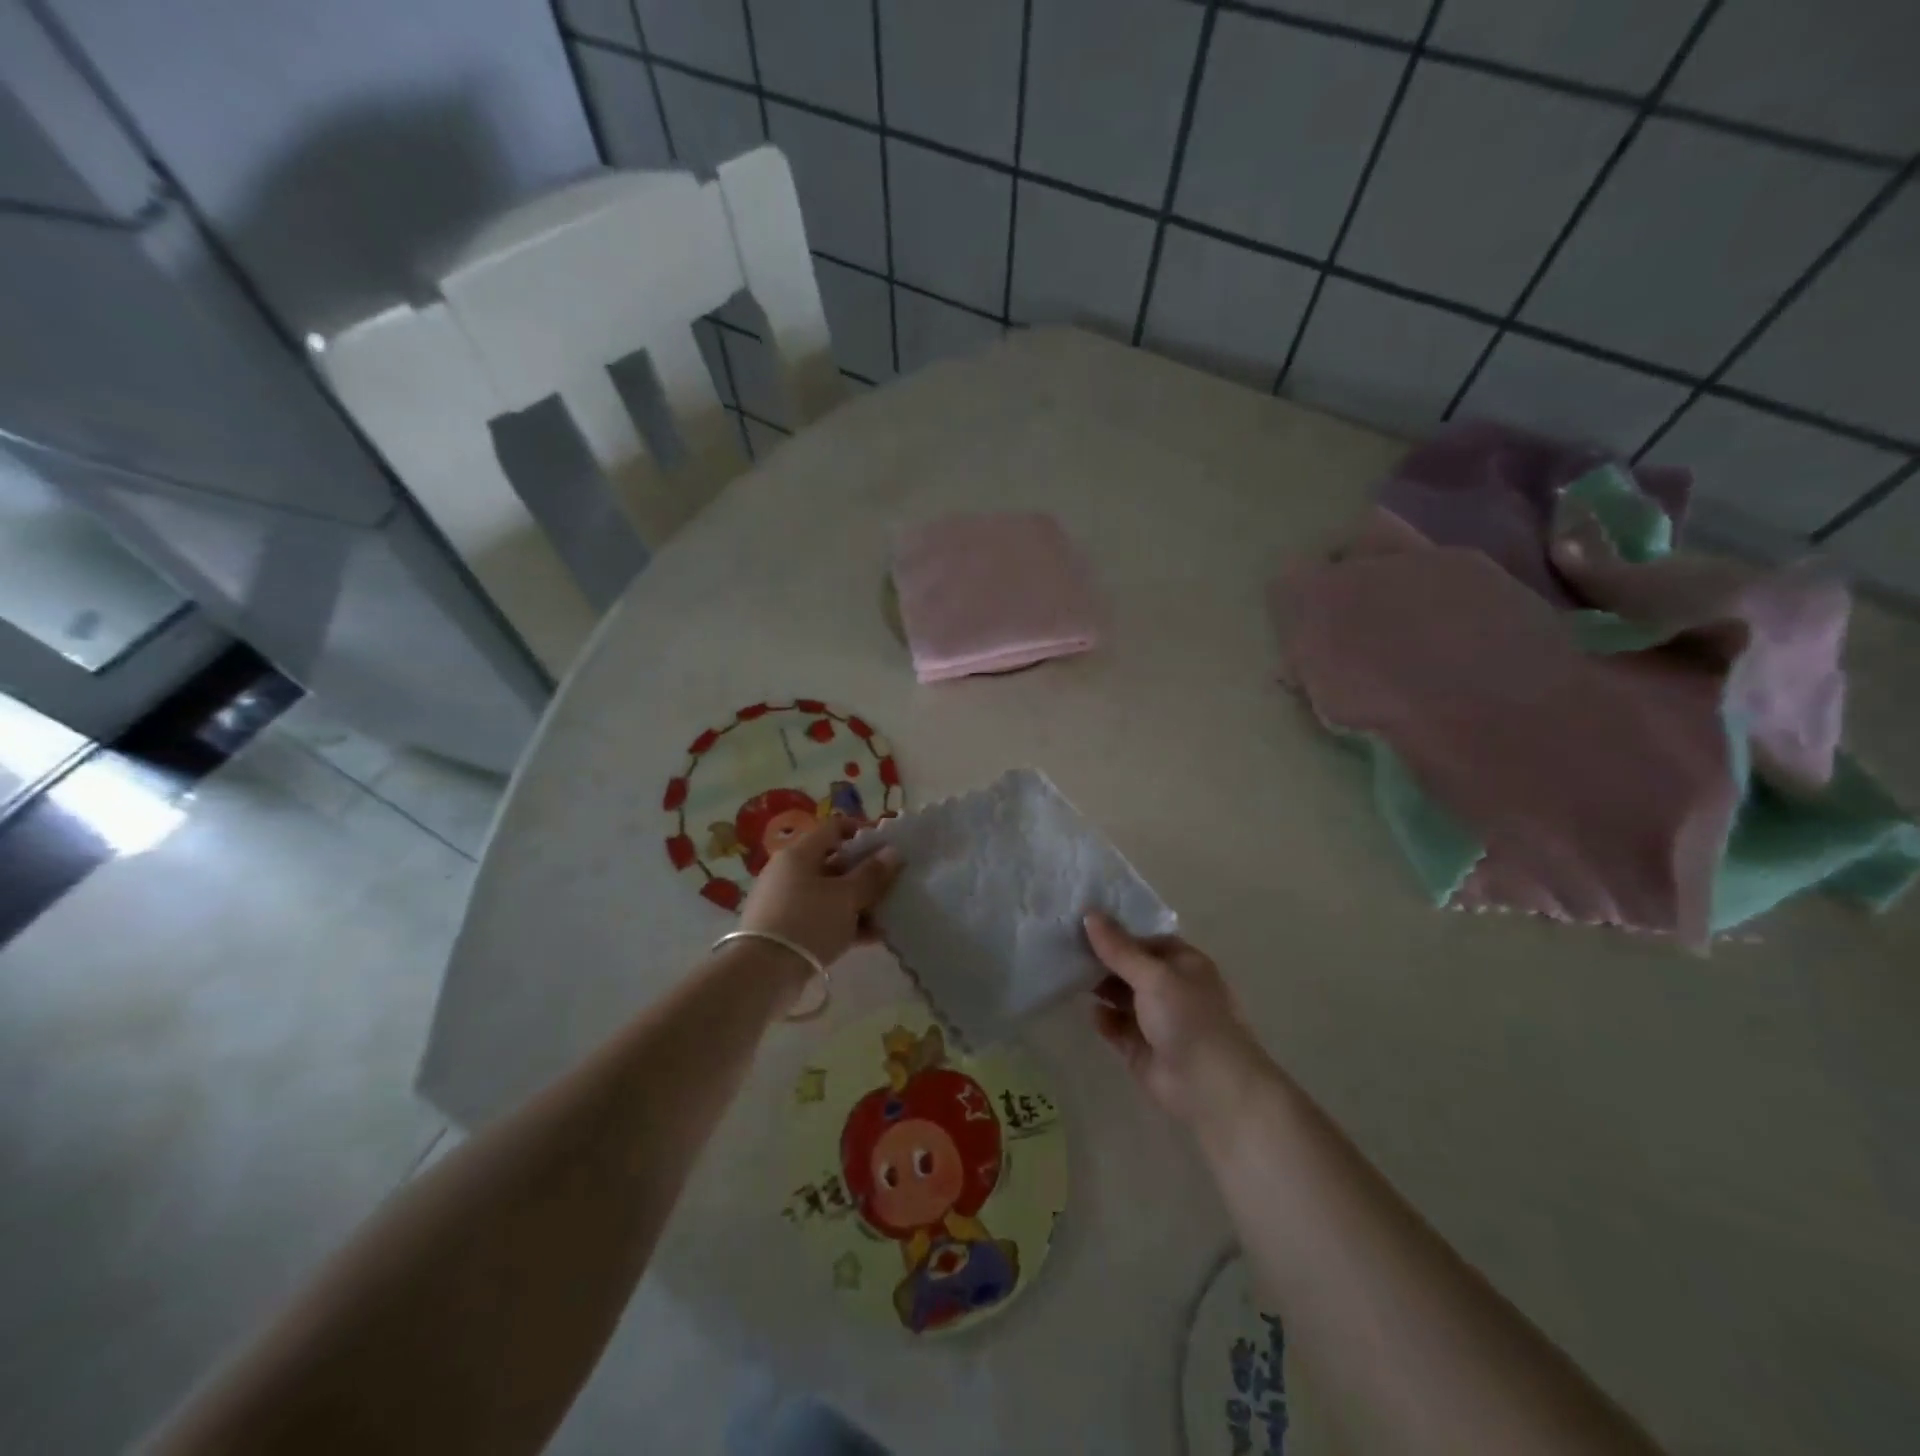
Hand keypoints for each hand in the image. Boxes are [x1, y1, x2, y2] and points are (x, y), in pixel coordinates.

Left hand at [740, 817, 900, 966]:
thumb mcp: (847, 897)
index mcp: (800, 854)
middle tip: (890, 884)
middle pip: (833, 863)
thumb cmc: (809, 921)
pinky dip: (844, 922)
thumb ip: (872, 874)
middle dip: (864, 873)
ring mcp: (785, 901)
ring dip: (858, 901)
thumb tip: (892, 852)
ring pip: (829, 893)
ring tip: (886, 915)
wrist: (763, 973)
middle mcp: (789, 871)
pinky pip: (821, 917)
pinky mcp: (786, 928)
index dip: (861, 832)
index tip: (885, 846)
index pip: (833, 828)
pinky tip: (870, 936)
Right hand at [1085, 913, 1270, 1128]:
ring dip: (1100, 987)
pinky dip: (1104, 1019)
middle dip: (1103, 959)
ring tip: (1068, 974)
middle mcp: (1171, 988)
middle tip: (1065, 946)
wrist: (1212, 1088)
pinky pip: (1117, 1027)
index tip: (1082, 922)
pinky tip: (1090, 1012)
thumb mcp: (1153, 975)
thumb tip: (1089, 913)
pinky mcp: (1142, 1049)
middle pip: (1130, 967)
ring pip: (1121, 996)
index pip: (1145, 939)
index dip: (1117, 931)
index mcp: (1184, 964)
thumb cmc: (1188, 1018)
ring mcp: (1156, 1020)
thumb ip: (1119, 948)